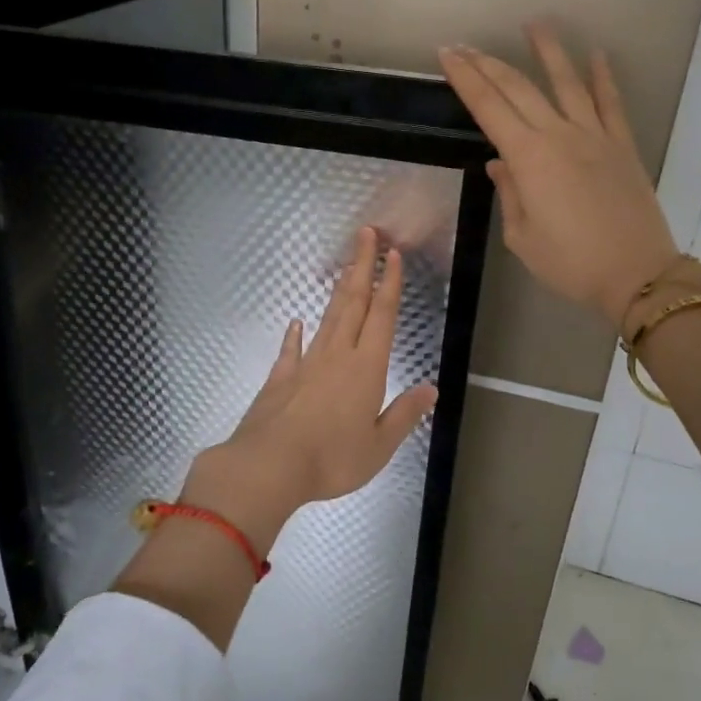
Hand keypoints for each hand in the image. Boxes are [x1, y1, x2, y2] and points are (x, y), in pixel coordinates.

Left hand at [182, 227, 438, 552]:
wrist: (269, 465)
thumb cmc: (332, 458)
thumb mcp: (380, 445)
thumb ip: (405, 414)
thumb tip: (431, 389)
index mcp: (367, 368)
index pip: (382, 315)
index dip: (389, 283)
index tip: (392, 254)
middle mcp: (337, 355)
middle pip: (353, 302)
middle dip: (363, 266)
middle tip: (366, 235)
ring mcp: (306, 363)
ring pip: (327, 318)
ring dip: (338, 290)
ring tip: (346, 267)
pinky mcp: (281, 377)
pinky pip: (291, 348)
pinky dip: (295, 334)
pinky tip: (297, 322)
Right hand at [438, 22, 683, 327]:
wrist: (636, 274)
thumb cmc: (570, 263)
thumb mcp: (522, 237)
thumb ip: (509, 193)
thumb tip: (500, 163)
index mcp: (528, 158)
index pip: (488, 106)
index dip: (465, 78)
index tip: (447, 55)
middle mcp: (559, 135)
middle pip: (519, 88)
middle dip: (489, 63)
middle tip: (467, 45)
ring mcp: (595, 136)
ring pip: (567, 82)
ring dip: (548, 51)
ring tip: (534, 23)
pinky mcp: (622, 145)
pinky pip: (611, 102)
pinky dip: (603, 77)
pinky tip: (596, 55)